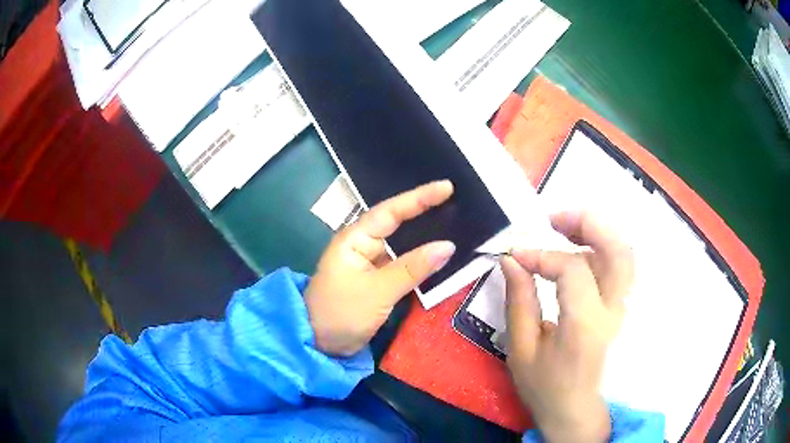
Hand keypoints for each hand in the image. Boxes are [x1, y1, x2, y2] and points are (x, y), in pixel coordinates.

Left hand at [305, 181, 456, 355]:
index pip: (390, 211)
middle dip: (424, 212)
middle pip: (397, 223)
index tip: (447, 187)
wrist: (320, 345)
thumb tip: (448, 246)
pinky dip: (420, 261)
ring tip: (455, 224)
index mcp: (355, 239)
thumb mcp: (378, 291)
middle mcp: (363, 246)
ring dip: (425, 238)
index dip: (419, 198)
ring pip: (402, 245)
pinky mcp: (377, 281)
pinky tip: (439, 258)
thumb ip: (412, 268)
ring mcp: (370, 264)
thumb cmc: (341, 313)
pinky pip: (403, 265)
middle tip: (456, 202)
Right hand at [502, 211, 633, 442]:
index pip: (573, 269)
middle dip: (586, 222)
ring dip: (596, 231)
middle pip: (617, 248)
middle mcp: (615, 311)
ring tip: (564, 227)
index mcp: (586, 326)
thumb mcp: (521, 351)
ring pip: (624, 252)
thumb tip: (511, 260)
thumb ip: (519, 302)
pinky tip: (578, 251)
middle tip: (553, 217)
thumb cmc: (547, 388)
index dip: (542, 254)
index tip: (516, 253)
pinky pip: (620, 265)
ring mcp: (625, 307)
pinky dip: (600, 248)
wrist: (578, 411)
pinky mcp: (625, 307)